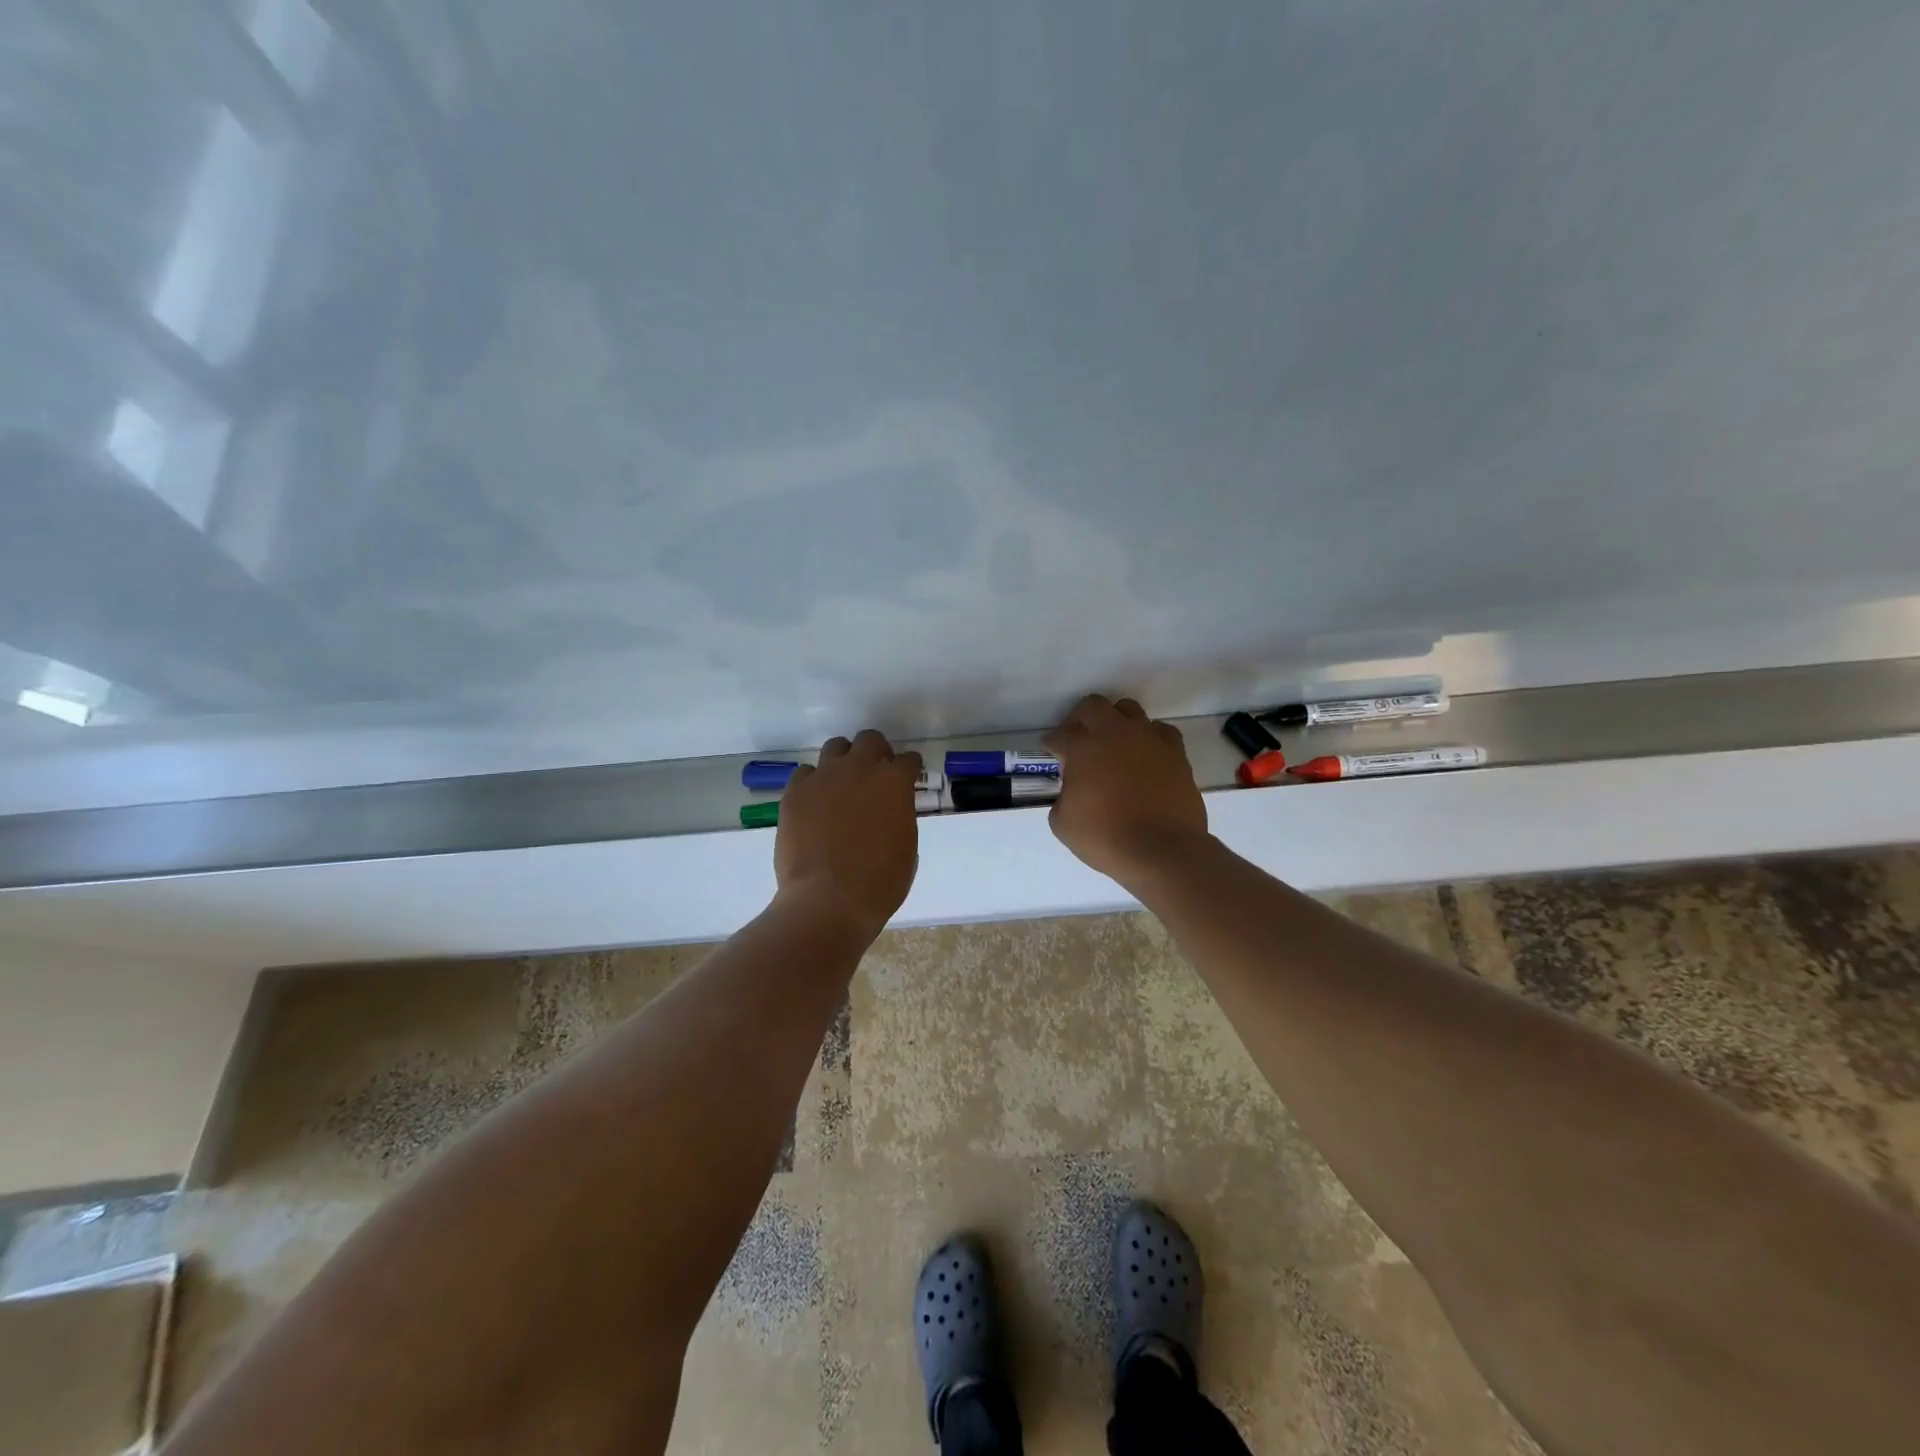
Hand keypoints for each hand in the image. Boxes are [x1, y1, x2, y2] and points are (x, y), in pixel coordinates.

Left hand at [774, 729, 922, 939]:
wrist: (829, 899)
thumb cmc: (880, 882)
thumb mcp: (906, 847)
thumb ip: (899, 817)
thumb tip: (889, 812)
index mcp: (894, 783)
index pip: (908, 760)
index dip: (909, 769)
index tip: (908, 777)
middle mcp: (860, 769)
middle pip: (869, 740)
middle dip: (876, 752)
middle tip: (875, 773)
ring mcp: (824, 777)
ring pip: (835, 747)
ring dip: (843, 760)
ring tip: (842, 782)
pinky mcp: (795, 792)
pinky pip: (805, 773)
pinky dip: (813, 783)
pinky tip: (815, 802)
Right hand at [1044, 695, 1207, 884]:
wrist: (1162, 850)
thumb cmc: (1106, 837)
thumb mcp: (1063, 824)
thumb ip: (1062, 799)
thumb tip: (1071, 793)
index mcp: (1083, 748)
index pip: (1060, 734)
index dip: (1052, 743)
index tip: (1051, 751)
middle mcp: (1115, 733)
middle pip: (1093, 706)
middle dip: (1080, 718)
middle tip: (1078, 738)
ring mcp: (1148, 739)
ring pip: (1129, 710)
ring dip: (1116, 721)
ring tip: (1113, 743)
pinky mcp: (1175, 752)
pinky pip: (1160, 731)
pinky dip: (1149, 737)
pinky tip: (1145, 754)